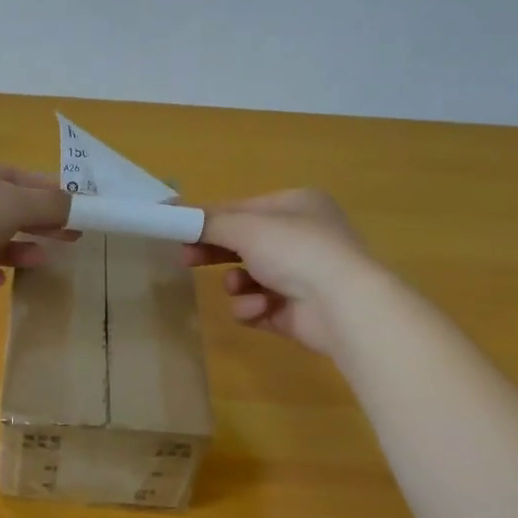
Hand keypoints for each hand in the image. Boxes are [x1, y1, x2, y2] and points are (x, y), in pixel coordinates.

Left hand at [0, 142, 76, 304]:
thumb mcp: (17, 202)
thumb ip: (51, 204)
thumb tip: (77, 205)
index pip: (14, 176)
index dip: (47, 193)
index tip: (75, 210)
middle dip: (34, 224)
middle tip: (69, 238)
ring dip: (12, 249)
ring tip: (40, 260)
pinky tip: (0, 281)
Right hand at [182, 189, 380, 354]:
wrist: (342, 305)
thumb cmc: (296, 250)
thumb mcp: (246, 227)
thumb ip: (209, 222)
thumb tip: (174, 213)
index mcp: (297, 206)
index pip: (242, 209)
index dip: (208, 219)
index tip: (177, 229)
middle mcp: (302, 237)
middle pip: (243, 244)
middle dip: (215, 253)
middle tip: (186, 259)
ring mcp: (301, 277)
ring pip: (247, 278)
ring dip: (237, 284)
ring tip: (239, 287)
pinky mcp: (295, 311)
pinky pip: (258, 306)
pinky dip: (253, 307)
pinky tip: (262, 308)